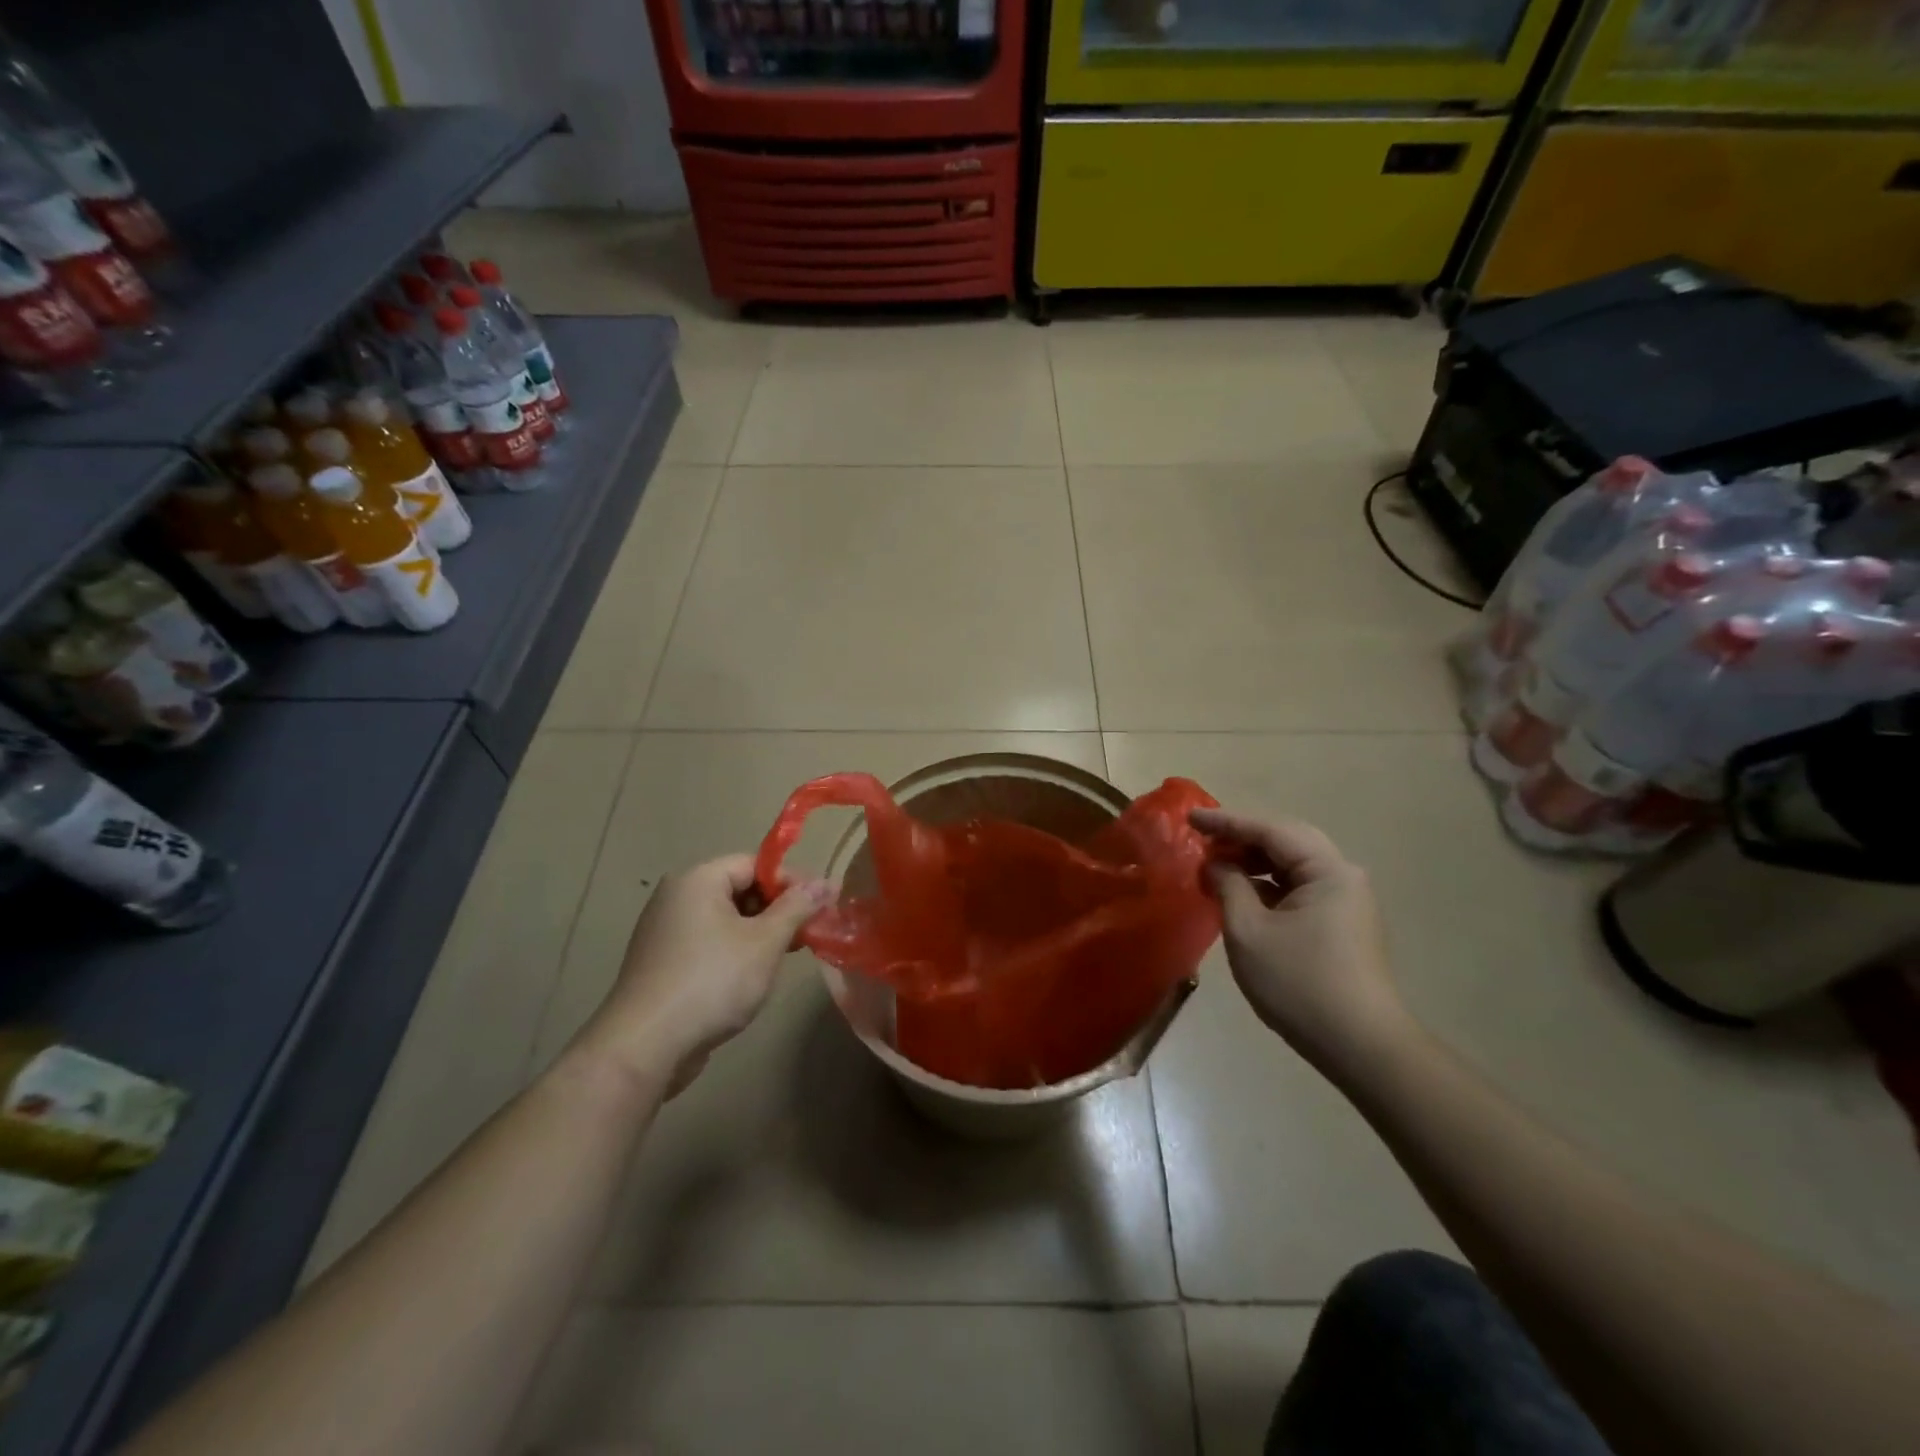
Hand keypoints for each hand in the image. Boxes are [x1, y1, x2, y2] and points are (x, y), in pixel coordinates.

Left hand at [569, 854, 833, 1097]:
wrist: (644, 1047)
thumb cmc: (712, 982)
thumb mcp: (765, 942)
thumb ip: (798, 908)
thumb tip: (827, 882)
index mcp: (698, 880)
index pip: (754, 863)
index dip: (791, 881)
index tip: (819, 907)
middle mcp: (676, 897)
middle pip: (739, 888)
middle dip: (777, 909)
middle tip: (806, 935)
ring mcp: (665, 931)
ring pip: (725, 919)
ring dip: (758, 934)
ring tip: (783, 959)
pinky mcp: (662, 963)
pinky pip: (708, 943)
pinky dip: (734, 952)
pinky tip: (750, 979)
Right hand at [1191, 808, 1409, 1077]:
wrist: (1359, 1046)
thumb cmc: (1299, 983)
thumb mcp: (1249, 931)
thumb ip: (1229, 885)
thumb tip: (1216, 864)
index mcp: (1327, 870)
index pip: (1271, 830)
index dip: (1226, 821)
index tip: (1189, 818)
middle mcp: (1343, 876)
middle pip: (1286, 841)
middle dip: (1241, 837)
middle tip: (1202, 839)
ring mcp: (1346, 901)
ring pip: (1293, 865)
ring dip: (1253, 862)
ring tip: (1214, 865)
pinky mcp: (1341, 924)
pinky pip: (1299, 888)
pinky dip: (1267, 884)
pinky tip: (1241, 893)